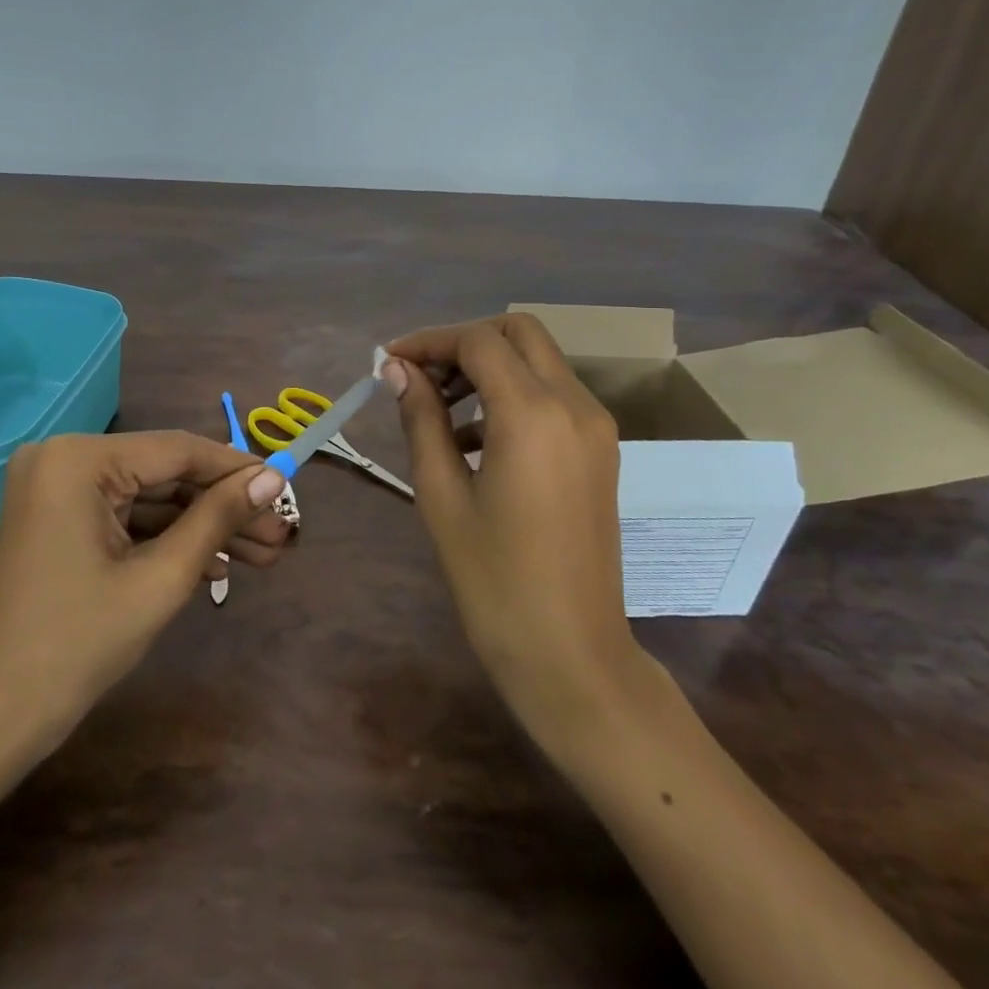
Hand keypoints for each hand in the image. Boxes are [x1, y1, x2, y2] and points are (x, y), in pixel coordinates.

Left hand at [0, 431, 289, 755]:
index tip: (287, 488)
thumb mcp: (160, 579)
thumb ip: (217, 519)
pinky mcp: (57, 518)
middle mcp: (62, 458)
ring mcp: (56, 488)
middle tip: (280, 534)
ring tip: (263, 555)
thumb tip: (273, 479)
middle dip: (223, 508)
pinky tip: (217, 567)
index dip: (237, 470)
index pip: (177, 450)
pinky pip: (123, 516)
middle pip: (164, 474)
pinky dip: (166, 539)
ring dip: (201, 527)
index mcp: (78, 460)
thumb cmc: (78, 647)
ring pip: (148, 497)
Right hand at [383, 315, 656, 750]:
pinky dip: (512, 394)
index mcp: (534, 415)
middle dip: (463, 342)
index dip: (428, 341)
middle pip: (518, 333)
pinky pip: (553, 395)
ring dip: (488, 367)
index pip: (478, 342)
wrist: (571, 655)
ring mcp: (595, 427)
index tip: (388, 362)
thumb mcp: (441, 495)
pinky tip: (474, 441)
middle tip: (419, 377)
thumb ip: (421, 418)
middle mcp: (575, 405)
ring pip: (538, 360)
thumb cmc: (493, 581)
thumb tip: (396, 369)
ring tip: (438, 411)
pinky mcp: (600, 450)